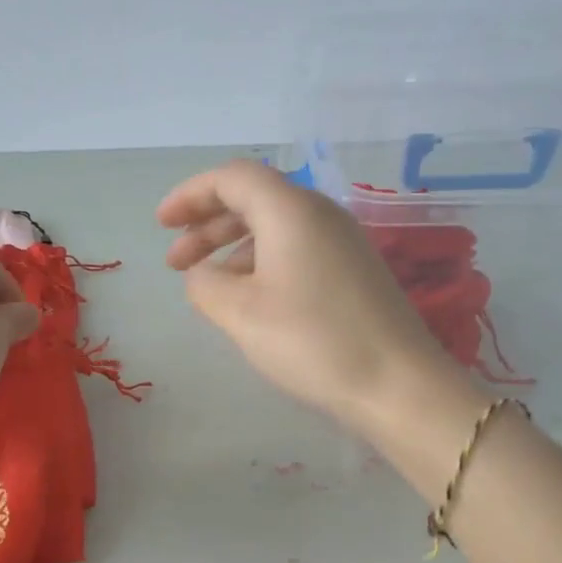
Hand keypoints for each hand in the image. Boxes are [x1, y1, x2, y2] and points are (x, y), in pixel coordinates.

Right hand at [157, 160, 475, 437]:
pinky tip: (250, 298)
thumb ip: (206, 285)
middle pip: (254, 199)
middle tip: (175, 262)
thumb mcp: (242, 314)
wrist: (398, 385)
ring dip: (233, 247)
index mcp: (291, 210)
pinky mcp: (355, 270)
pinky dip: (263, 262)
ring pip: (276, 226)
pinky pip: (297, 249)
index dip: (190, 194)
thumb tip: (202, 275)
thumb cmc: (313, 342)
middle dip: (207, 224)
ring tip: (207, 284)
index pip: (232, 177)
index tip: (162, 224)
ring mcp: (343, 242)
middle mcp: (320, 214)